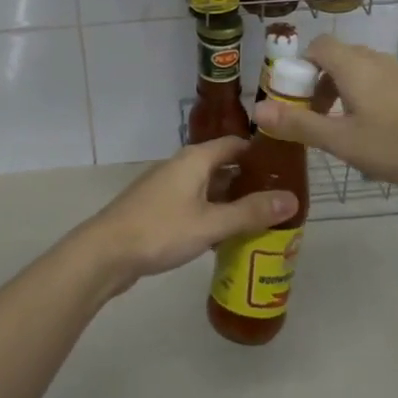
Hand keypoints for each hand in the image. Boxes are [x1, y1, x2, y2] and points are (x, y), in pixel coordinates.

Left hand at [72, 139, 298, 292]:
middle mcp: (181, 166)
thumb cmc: (161, 231)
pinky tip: (226, 235)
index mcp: (195, 159)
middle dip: (249, 181)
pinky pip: (194, 204)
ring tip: (261, 218)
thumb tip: (292, 199)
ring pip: (208, 187)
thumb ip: (251, 212)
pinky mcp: (158, 208)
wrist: (105, 253)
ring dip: (231, 200)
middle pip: (222, 165)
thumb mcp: (211, 223)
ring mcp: (167, 187)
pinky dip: (212, 213)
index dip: (260, 153)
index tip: (286, 168)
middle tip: (279, 199)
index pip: (235, 144)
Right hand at [254, 35, 397, 195]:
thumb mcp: (341, 141)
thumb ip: (298, 124)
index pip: (318, 46)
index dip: (301, 67)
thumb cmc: (397, 145)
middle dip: (321, 83)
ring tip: (347, 129)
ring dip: (346, 92)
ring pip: (363, 71)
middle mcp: (378, 60)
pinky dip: (370, 97)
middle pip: (339, 58)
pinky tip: (380, 133)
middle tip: (317, 119)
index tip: (297, 98)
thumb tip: (257, 110)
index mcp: (354, 66)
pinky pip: (385, 82)